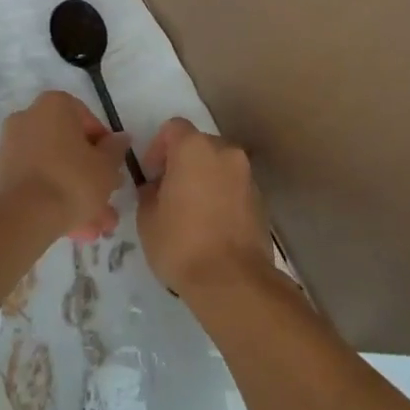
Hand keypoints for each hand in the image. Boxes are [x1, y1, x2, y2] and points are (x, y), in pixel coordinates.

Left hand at [0, 91, 131, 241]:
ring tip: (93, 228)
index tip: (113, 170)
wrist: (21, 217)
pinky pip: (35, 182)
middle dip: (90, 177)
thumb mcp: (106, 166)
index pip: (88, 120)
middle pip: (68, 147)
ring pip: (53, 168)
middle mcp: (29, 117)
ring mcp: (11, 146)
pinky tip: (72, 229)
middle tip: (106, 202)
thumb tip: (121, 139)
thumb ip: (116, 149)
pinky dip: (52, 200)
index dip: (105, 147)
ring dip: (75, 195)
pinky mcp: (1, 174)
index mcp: (55, 105)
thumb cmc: (71, 180)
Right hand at [136, 117, 275, 299]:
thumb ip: (149, 192)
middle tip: (170, 193)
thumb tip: (156, 188)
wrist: (233, 281)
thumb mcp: (147, 219)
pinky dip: (222, 196)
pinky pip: (234, 187)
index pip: (173, 128)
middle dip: (183, 163)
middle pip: (199, 144)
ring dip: (205, 179)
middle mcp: (224, 151)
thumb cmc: (181, 244)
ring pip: (219, 166)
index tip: (152, 175)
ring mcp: (246, 174)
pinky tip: (212, 226)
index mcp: (194, 147)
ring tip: (192, 213)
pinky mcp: (261, 199)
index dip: (158, 147)